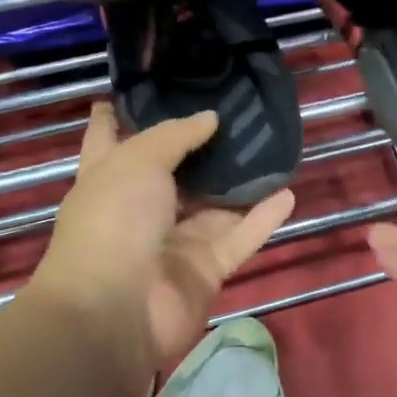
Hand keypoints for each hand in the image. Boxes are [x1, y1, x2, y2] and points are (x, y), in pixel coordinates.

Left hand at [31, 103, 294, 374]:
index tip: (134, 88)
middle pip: (172, 171)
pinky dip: (262, 218)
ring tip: (272, 147)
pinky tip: (289, 193)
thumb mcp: (137, 160)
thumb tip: (210, 118)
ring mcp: (174, 242)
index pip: (107, 138)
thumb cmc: (114, 219)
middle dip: (198, 145)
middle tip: (233, 111)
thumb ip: (176, 135)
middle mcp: (140, 208)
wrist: (118, 308)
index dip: (116, 115)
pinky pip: (239, 237)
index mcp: (108, 179)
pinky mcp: (205, 269)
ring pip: (214, 205)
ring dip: (240, 182)